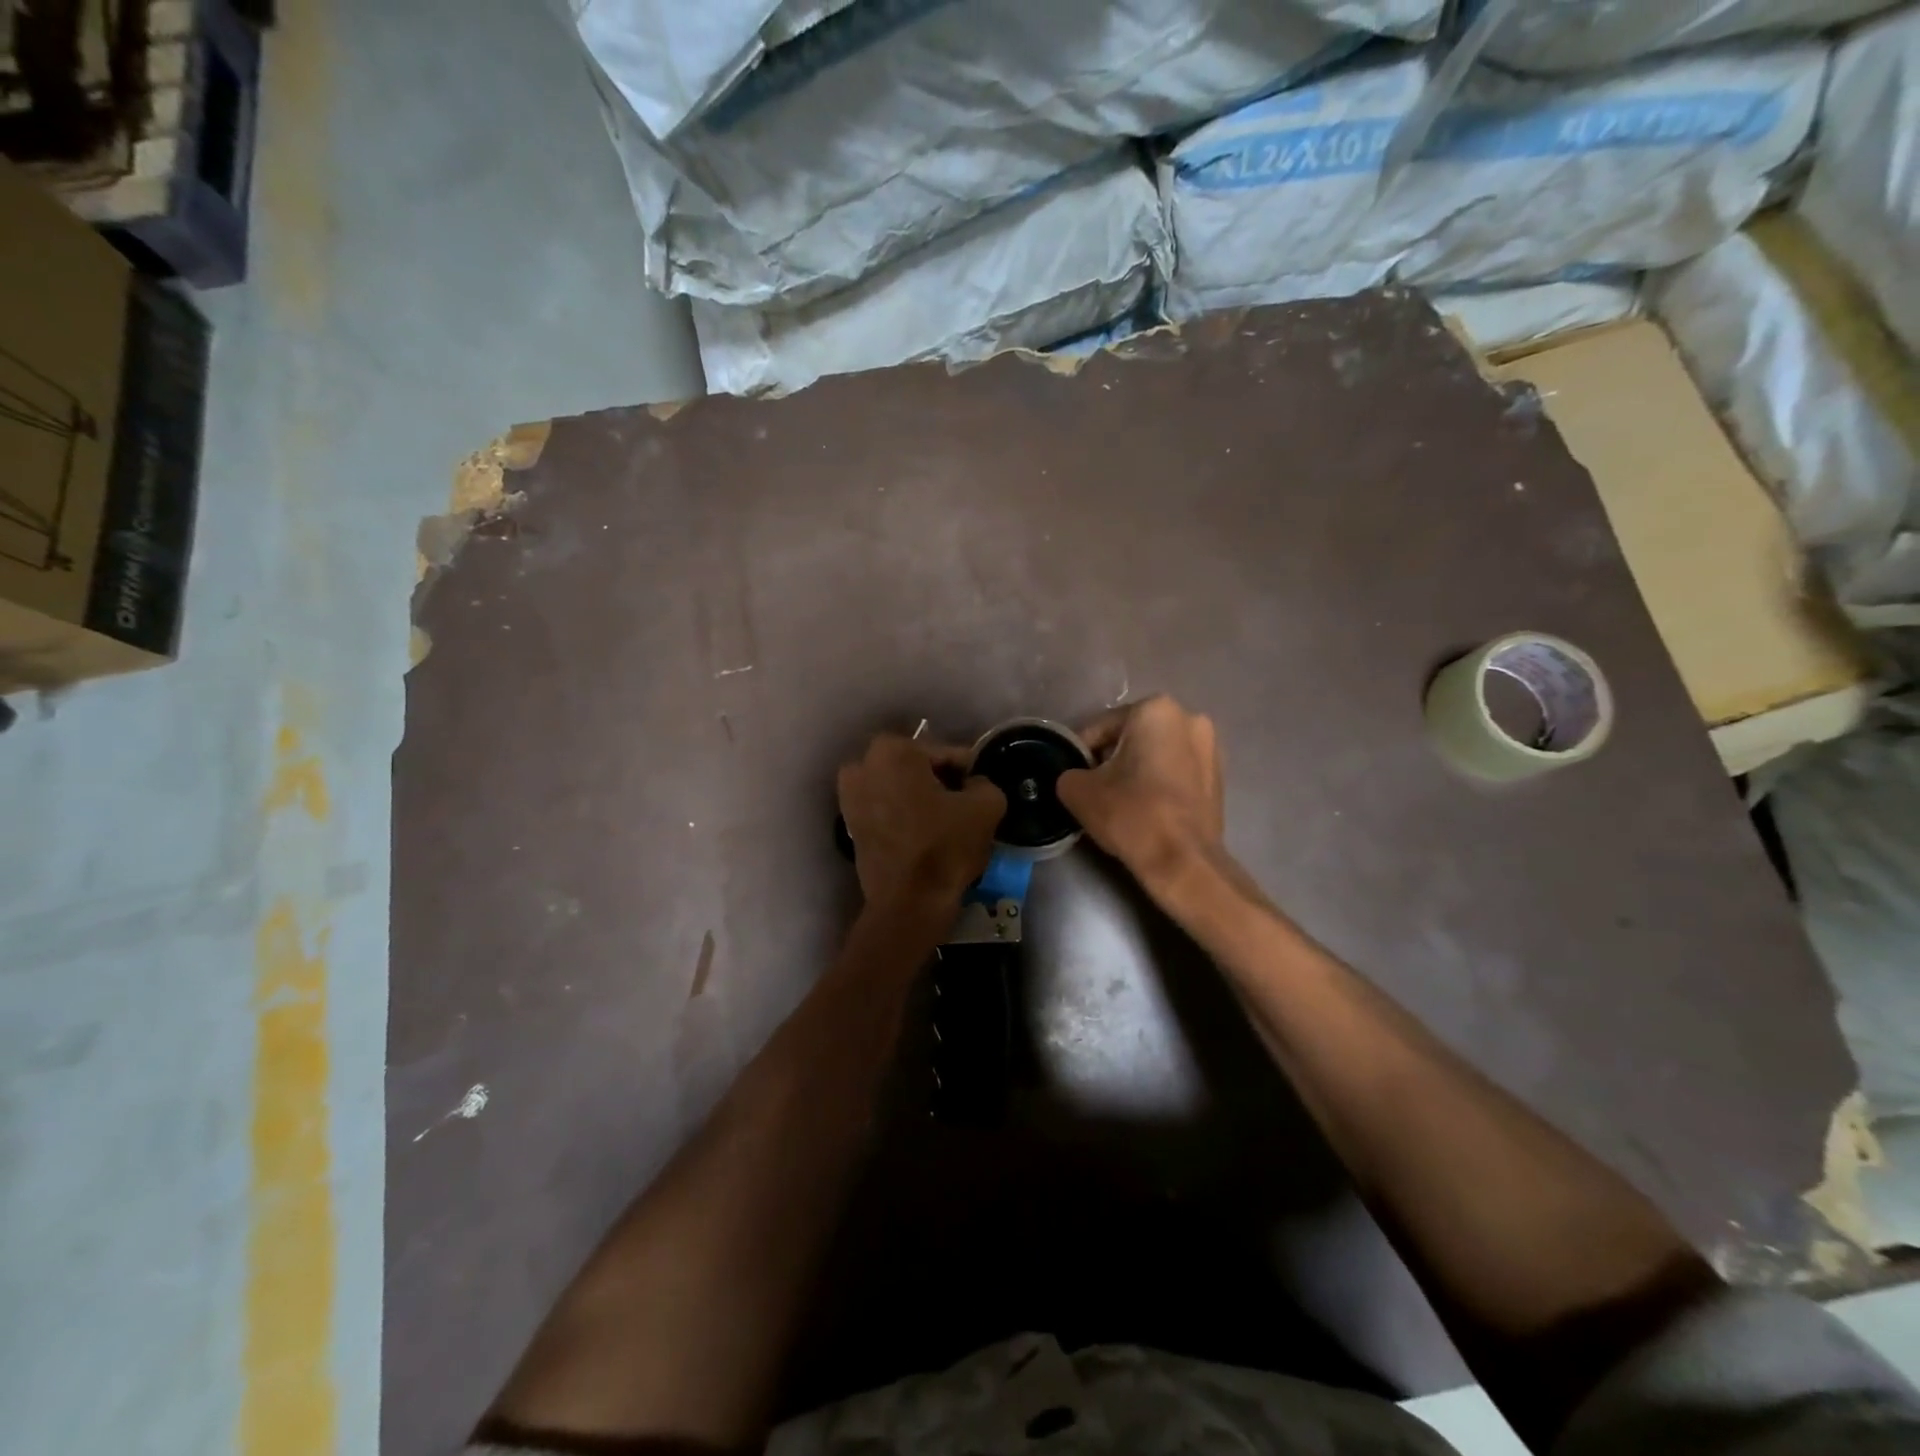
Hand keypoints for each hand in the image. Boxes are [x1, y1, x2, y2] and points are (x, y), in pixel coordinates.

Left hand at [837, 735, 1004, 908]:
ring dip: (920, 798)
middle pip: (917, 767)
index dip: (967, 774)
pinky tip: (923, 835)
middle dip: (939, 782)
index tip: (978, 795)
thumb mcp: (986, 807)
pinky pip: (886, 808)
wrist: (908, 904)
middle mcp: (863, 765)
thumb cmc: (945, 847)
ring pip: (899, 787)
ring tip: (944, 823)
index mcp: (893, 750)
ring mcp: (850, 795)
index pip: (945, 753)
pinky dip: (903, 816)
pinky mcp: (850, 824)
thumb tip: (974, 785)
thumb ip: (984, 783)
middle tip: (963, 807)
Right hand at [1057, 696, 1223, 887]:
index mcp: (1155, 710)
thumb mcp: (1078, 790)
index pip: (1101, 728)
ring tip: (1120, 799)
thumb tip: (1075, 776)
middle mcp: (1189, 718)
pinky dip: (1159, 782)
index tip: (1073, 777)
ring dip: (1137, 769)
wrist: (1183, 861)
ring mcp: (1211, 747)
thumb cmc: (1131, 814)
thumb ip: (1069, 772)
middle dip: (1112, 758)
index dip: (1081, 753)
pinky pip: (1176, 772)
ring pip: (1156, 754)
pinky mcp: (1219, 777)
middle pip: (1132, 737)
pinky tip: (1146, 807)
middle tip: (1094, 787)